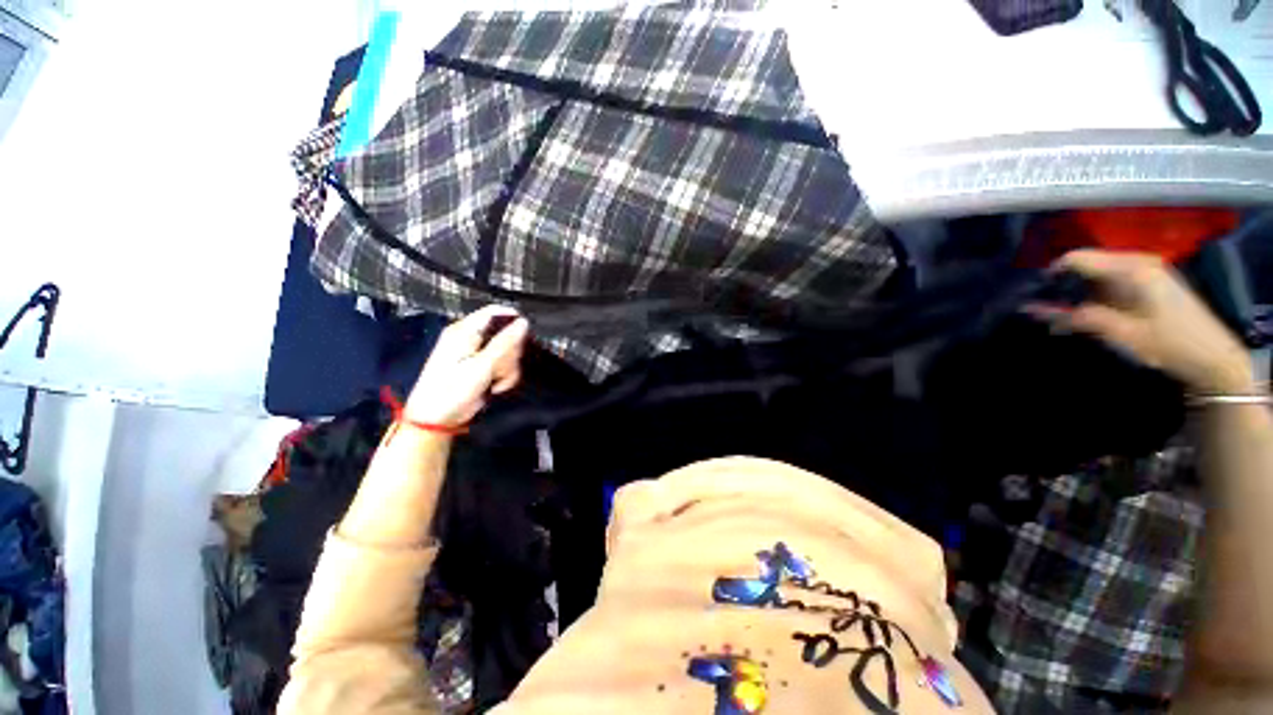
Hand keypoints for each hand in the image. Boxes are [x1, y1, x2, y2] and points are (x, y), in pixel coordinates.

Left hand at [403, 306, 529, 426]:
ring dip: (508, 368)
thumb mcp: (481, 366)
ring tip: (496, 382)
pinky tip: (496, 386)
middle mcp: (470, 338)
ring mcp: (476, 353)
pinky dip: (504, 376)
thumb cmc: (452, 391)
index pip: (495, 312)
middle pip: (505, 334)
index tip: (528, 335)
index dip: (514, 319)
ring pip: (507, 352)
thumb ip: (504, 343)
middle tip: (503, 368)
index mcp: (465, 331)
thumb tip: (524, 322)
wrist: (436, 421)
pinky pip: (503, 365)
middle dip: (511, 353)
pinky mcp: (481, 367)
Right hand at [1031, 250, 1254, 394]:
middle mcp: (1137, 262)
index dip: (1052, 275)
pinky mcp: (1149, 283)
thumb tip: (1032, 309)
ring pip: (1097, 275)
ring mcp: (1145, 271)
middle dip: (1063, 287)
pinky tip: (1089, 315)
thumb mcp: (1121, 333)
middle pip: (1086, 265)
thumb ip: (1079, 317)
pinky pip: (1111, 282)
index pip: (1077, 258)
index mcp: (1131, 268)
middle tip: (1046, 312)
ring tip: (1064, 319)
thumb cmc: (1168, 344)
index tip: (1036, 297)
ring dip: (1078, 294)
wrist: (1214, 358)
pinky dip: (1094, 297)